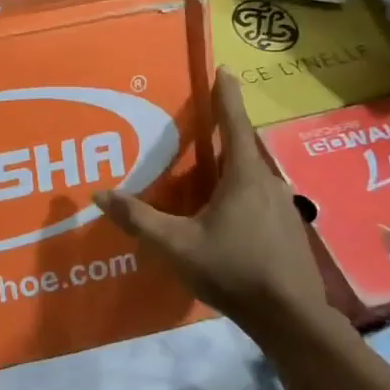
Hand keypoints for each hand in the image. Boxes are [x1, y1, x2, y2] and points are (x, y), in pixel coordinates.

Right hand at [93, 68, 331, 340]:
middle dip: (222, 131)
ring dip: (230, 165)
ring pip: (252, 175)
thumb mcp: (175, 245)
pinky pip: (259, 197)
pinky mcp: (288, 231)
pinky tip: (223, 212)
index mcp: (244, 176)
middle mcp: (268, 183)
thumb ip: (137, 219)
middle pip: (243, 147)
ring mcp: (284, 208)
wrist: (291, 320)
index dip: (227, 95)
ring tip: (204, 169)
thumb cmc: (233, 270)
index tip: (225, 69)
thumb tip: (98, 194)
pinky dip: (239, 191)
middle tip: (197, 124)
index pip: (234, 123)